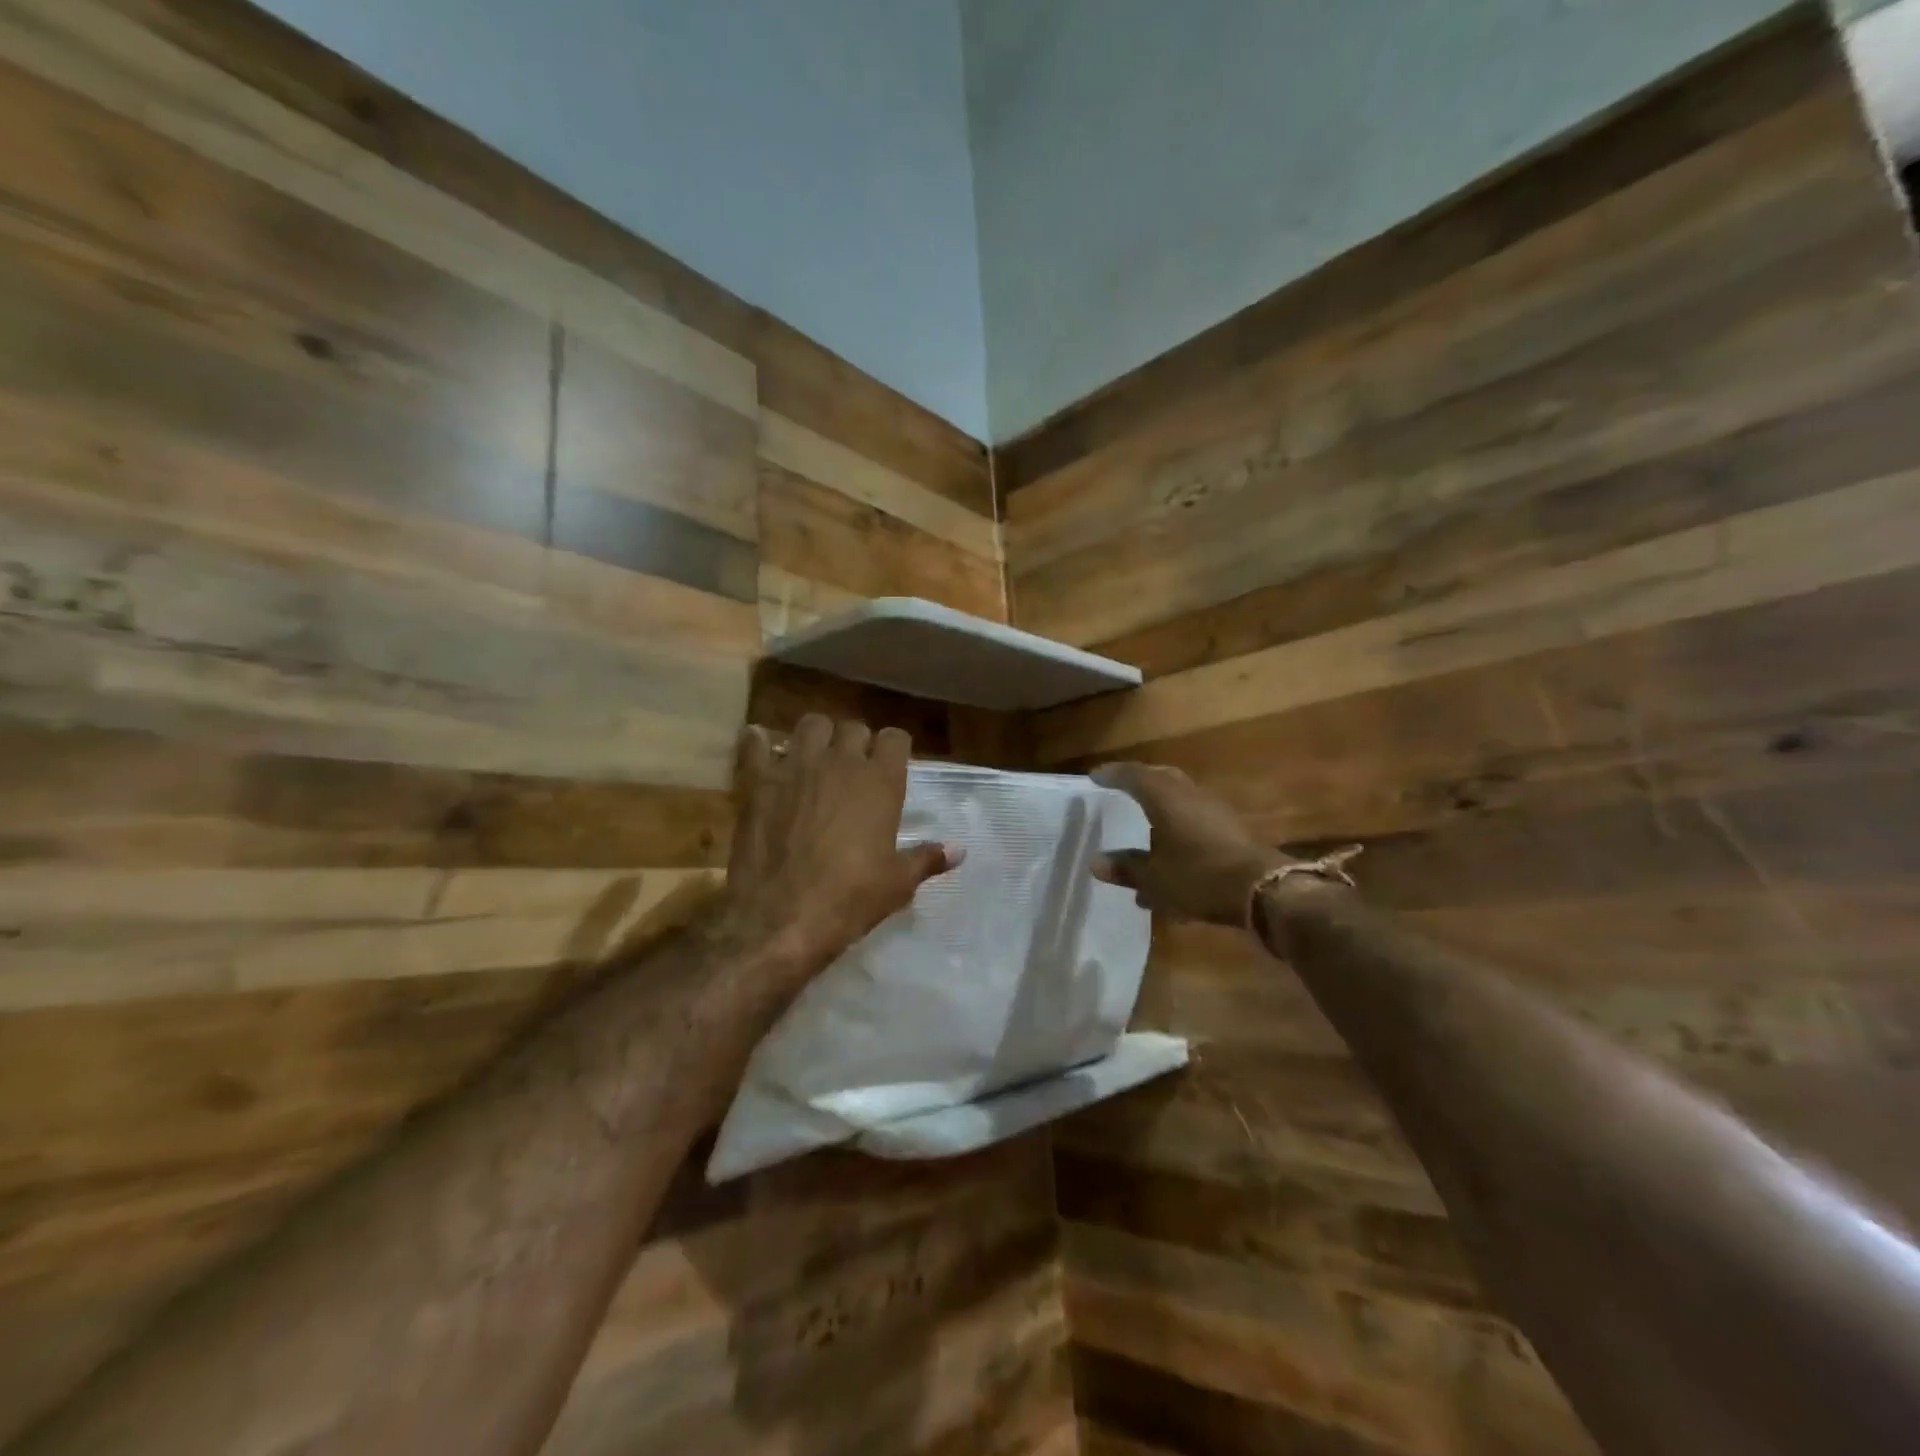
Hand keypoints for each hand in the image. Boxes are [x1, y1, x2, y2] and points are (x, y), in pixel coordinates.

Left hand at [720, 715, 959, 985]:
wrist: (781, 917)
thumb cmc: (850, 899)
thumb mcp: (897, 884)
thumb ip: (927, 858)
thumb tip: (959, 850)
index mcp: (880, 782)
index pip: (896, 738)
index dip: (894, 749)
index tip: (891, 765)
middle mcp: (840, 762)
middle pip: (853, 728)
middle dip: (856, 743)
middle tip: (852, 768)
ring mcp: (796, 767)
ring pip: (810, 725)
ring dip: (816, 736)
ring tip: (813, 758)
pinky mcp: (758, 782)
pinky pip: (756, 744)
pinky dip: (758, 743)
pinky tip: (760, 748)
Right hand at [1091, 762, 1288, 926]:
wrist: (1262, 889)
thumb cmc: (1198, 876)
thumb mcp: (1154, 878)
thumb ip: (1126, 868)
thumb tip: (1096, 863)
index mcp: (1165, 799)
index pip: (1134, 776)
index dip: (1113, 775)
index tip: (1095, 776)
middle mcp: (1189, 796)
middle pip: (1161, 779)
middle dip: (1140, 782)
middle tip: (1121, 788)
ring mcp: (1214, 812)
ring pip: (1180, 800)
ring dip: (1160, 808)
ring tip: (1143, 828)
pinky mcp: (1230, 830)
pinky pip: (1195, 820)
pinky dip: (1177, 829)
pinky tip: (1170, 856)